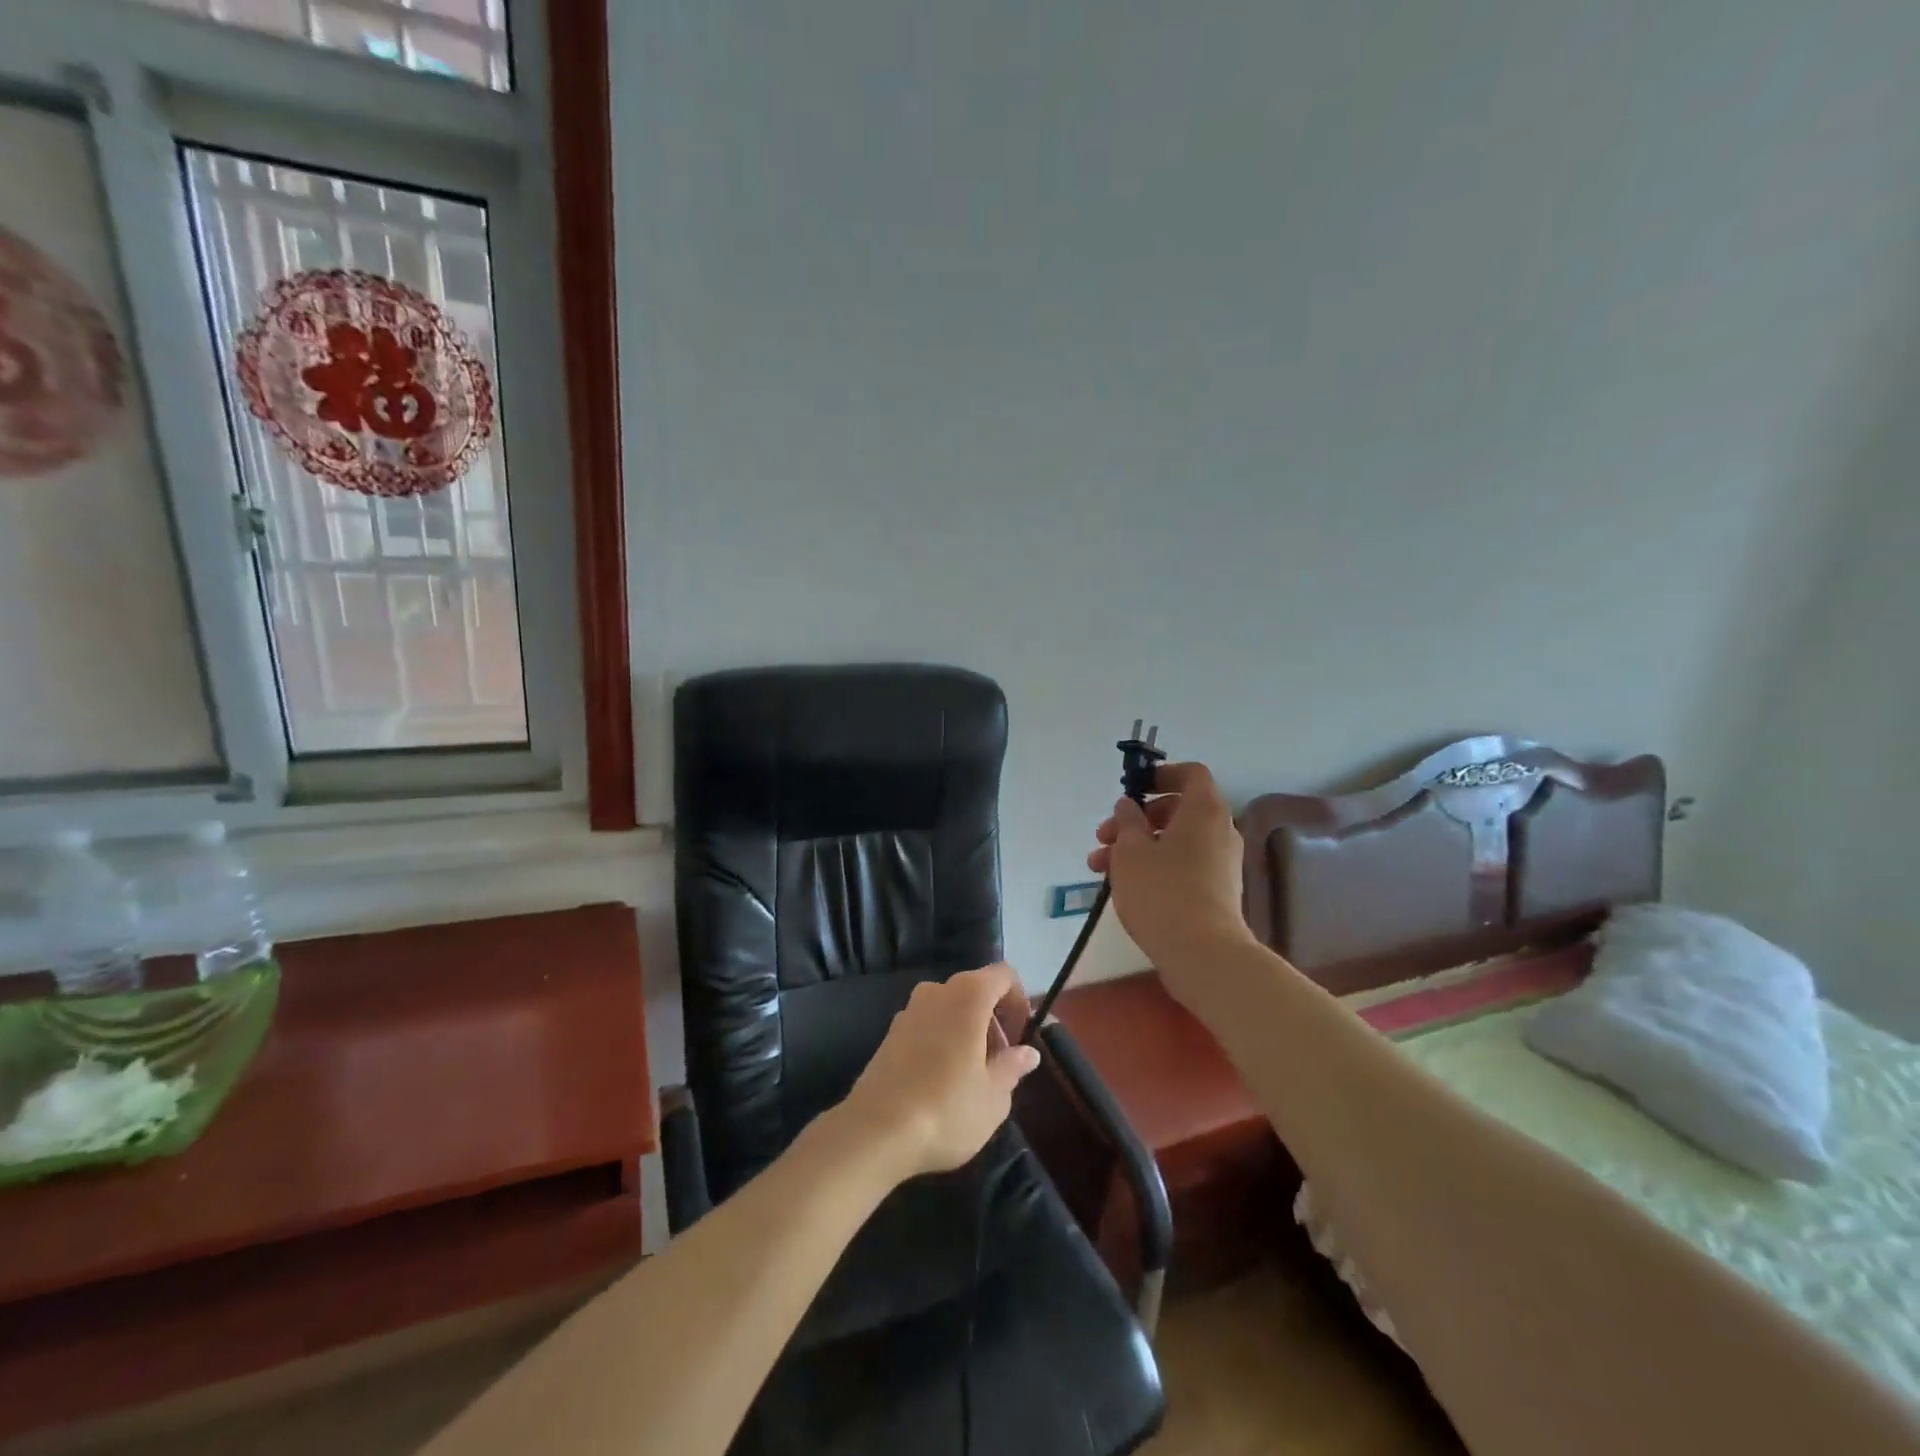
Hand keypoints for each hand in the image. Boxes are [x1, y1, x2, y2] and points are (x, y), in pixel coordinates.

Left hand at [839, 963, 1041, 1179]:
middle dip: (994, 1021)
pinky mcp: (890, 1032)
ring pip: (950, 1008)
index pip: (1004, 975)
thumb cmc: (947, 1109)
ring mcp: (908, 1009)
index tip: (1019, 1039)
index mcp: (968, 994)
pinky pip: (928, 1024)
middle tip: (999, 1065)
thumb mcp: (994, 1096)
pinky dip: (942, 1040)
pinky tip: (940, 1082)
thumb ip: (1013, 1067)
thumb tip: (1027, 1052)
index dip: (1018, 1001)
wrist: (876, 1132)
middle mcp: (936, 990)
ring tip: (971, 1078)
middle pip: (976, 991)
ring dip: (967, 1031)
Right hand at [1088, 761, 1255, 998]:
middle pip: (1176, 810)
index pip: (1191, 774)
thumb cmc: (1162, 890)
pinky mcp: (1215, 891)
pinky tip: (1122, 885)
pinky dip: (1154, 866)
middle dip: (1135, 820)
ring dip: (1137, 847)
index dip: (1162, 774)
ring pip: (1174, 841)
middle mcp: (1219, 831)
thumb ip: (1127, 821)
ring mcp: (1220, 863)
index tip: (1133, 788)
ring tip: (1098, 867)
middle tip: (1103, 837)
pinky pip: (1182, 865)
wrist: (1202, 953)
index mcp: (1204, 811)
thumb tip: (1129, 806)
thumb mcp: (1131, 850)